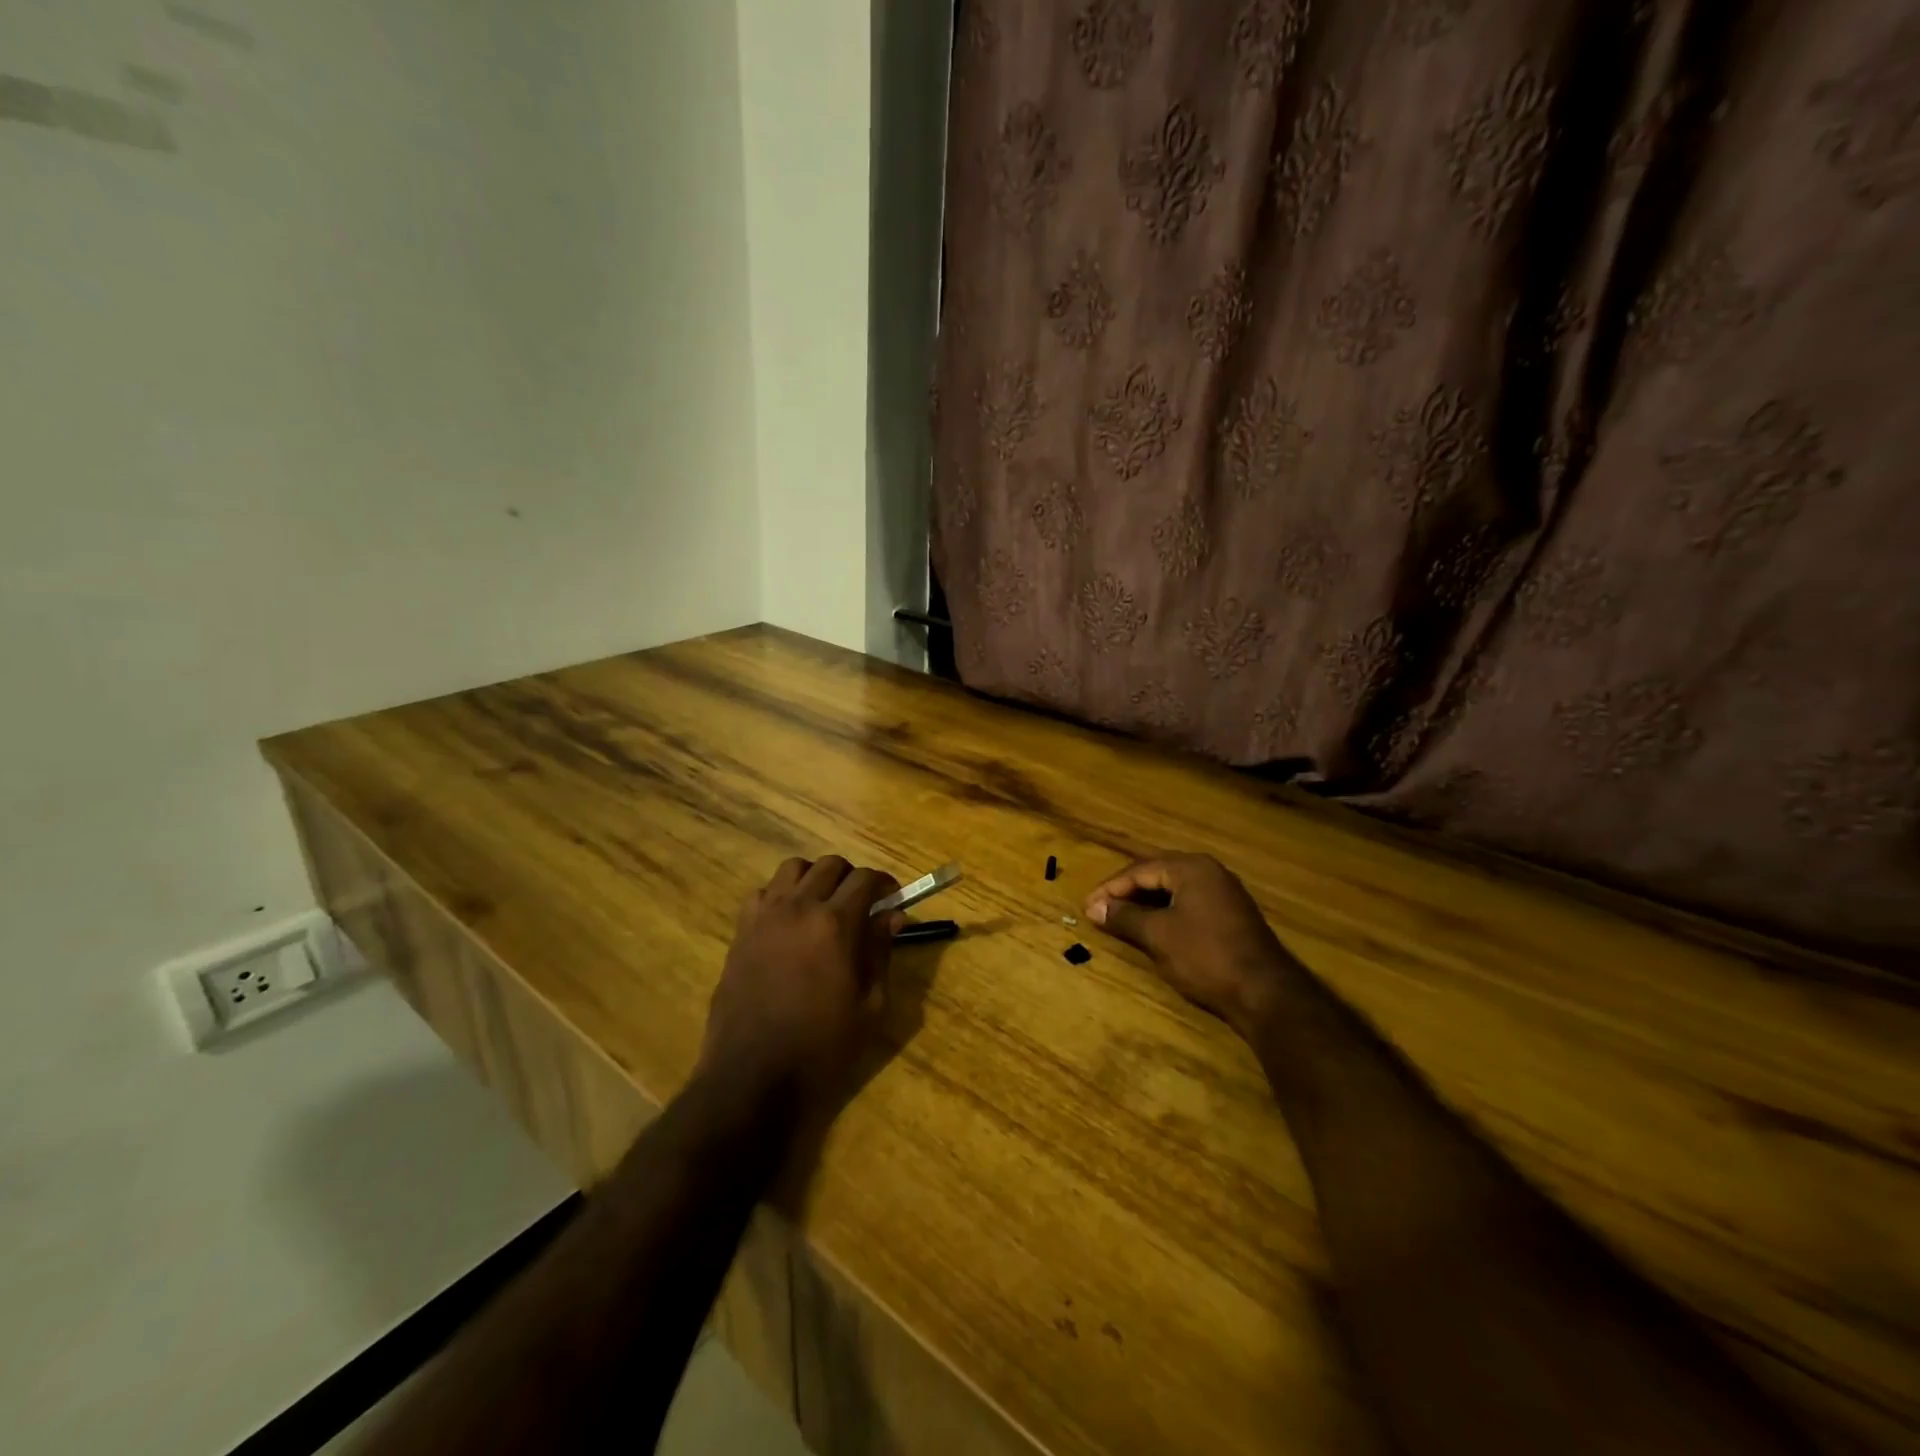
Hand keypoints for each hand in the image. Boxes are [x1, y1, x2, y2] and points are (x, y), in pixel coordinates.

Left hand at [699, 856, 903, 1113]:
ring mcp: (764, 917)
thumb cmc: (822, 1049)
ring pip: (792, 869)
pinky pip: (761, 893)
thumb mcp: (869, 1006)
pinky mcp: (740, 933)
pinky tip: (788, 924)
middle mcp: (798, 908)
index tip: (893, 898)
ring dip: (814, 879)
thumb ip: (881, 952)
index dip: (885, 883)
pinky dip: (779, 896)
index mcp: (835, 924)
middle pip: (829, 864)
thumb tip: (892, 916)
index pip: (865, 878)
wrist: (752, 1078)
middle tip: (861, 903)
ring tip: (823, 906)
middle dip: (851, 877)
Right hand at [1085, 852, 1293, 1037]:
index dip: (1110, 888)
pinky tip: (1152, 927)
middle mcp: (1209, 871)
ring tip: (1120, 917)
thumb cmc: (1205, 956)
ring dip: (1145, 902)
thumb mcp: (1158, 935)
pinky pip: (1188, 903)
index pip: (1140, 870)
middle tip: (1100, 908)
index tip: (1087, 907)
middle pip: (1157, 874)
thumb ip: (1124, 916)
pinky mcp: (1231, 915)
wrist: (1265, 993)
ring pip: (1173, 889)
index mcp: (1191, 867)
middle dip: (1126, 891)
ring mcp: (1224, 893)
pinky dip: (1165, 911)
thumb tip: (1093, 907)